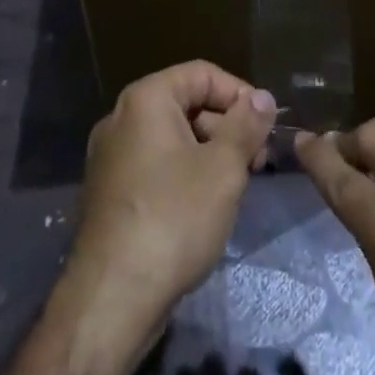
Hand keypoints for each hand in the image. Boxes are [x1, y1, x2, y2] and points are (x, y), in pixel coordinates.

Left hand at [0, 63, 274, 374]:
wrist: (112, 300)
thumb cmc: (173, 219)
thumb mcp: (224, 169)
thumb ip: (246, 126)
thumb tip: (263, 97)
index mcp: (146, 99)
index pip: (202, 74)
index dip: (239, 94)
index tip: (265, 126)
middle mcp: (121, 118)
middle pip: (186, 104)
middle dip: (226, 127)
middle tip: (256, 161)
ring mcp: (110, 157)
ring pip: (172, 138)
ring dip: (208, 153)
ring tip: (235, 187)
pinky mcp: (108, 193)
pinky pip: (154, 165)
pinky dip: (183, 174)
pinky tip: (203, 207)